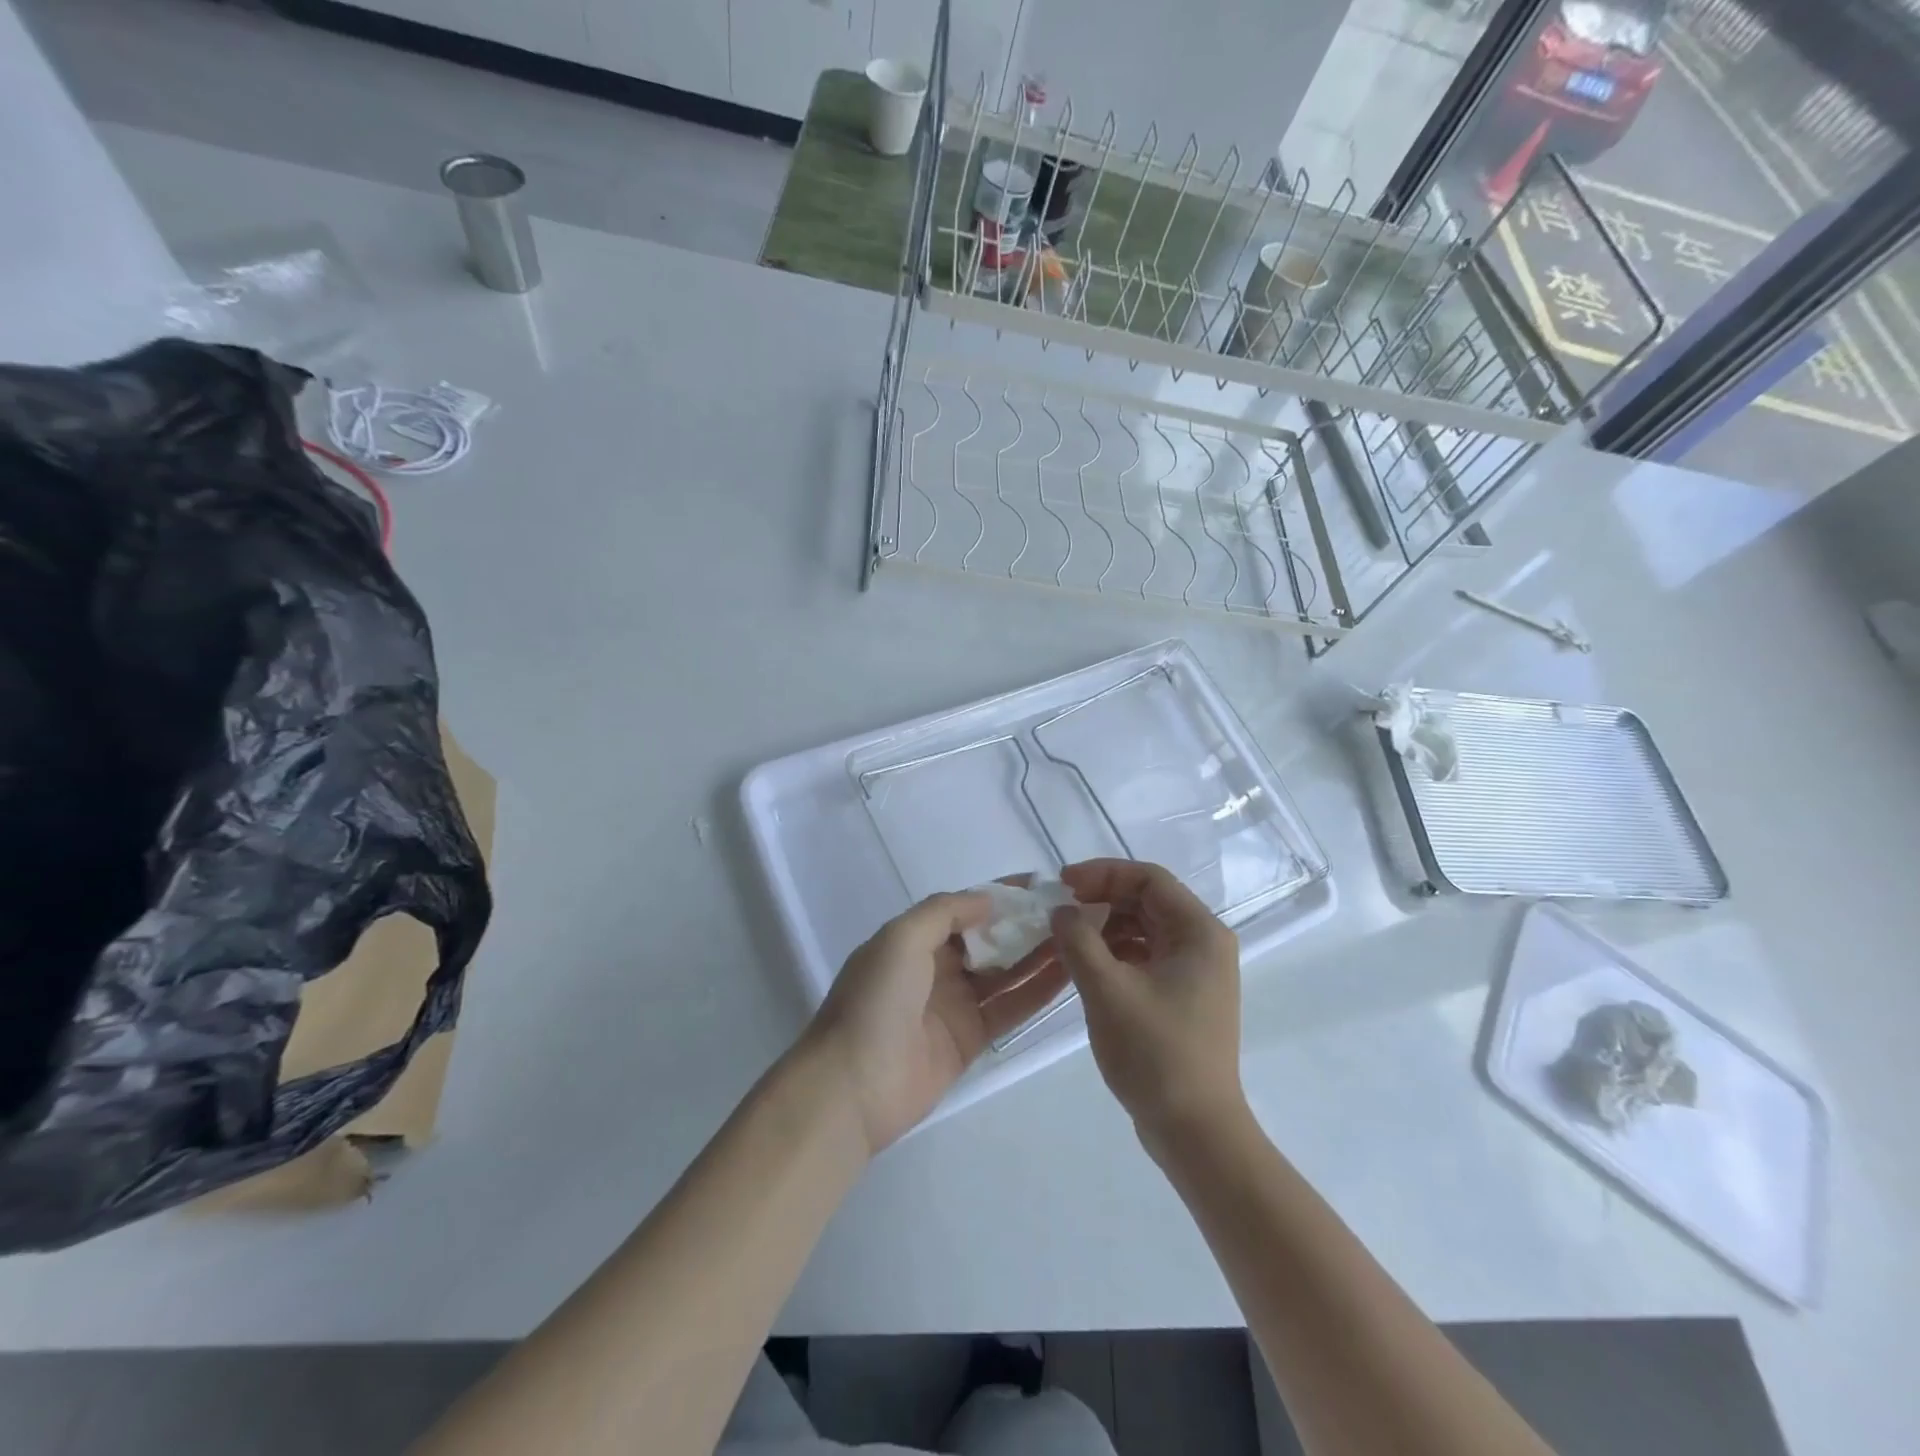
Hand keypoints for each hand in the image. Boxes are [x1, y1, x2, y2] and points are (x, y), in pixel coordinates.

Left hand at [806, 888, 1069, 1154]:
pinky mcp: (971, 1039)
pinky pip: (1009, 1009)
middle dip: (1025, 924)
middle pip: (989, 939)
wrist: (852, 1086)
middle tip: (1072, 912)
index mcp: (915, 938)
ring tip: (1079, 937)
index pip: (965, 907)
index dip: (1001, 894)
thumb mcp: (901, 938)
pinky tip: (1068, 974)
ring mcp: (955, 1004)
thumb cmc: (875, 1000)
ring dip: (1038, 955)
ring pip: (1005, 972)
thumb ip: (944, 911)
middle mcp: (937, 967)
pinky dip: (1036, 992)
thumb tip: (988, 900)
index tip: (1042, 883)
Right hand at [1051, 860, 1247, 1147]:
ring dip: (1105, 927)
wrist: (1194, 1131)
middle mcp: (1204, 943)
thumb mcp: (1107, 990)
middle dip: (1101, 899)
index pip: (1149, 879)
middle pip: (1148, 901)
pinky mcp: (1183, 996)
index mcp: (1199, 932)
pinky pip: (1146, 956)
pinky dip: (1115, 953)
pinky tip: (1086, 966)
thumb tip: (1062, 912)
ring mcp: (1196, 972)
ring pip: (1144, 929)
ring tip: (1066, 939)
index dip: (1103, 874)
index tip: (1062, 884)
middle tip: (1060, 911)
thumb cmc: (1154, 1053)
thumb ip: (1078, 940)